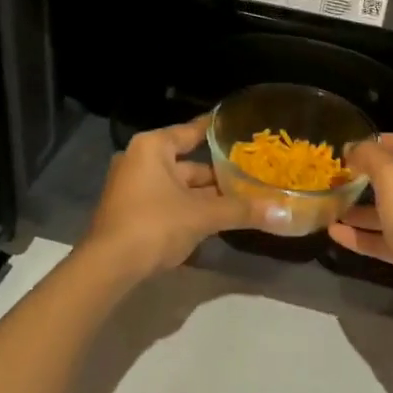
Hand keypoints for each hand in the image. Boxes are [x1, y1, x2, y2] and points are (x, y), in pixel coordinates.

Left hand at [83, 118, 252, 281]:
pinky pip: (169, 203)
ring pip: (179, 187)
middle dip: (218, 174)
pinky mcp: (132, 213)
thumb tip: (284, 214)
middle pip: (188, 163)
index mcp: (152, 148)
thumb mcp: (202, 215)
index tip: (236, 126)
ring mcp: (133, 188)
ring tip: (243, 198)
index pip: (190, 131)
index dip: (215, 130)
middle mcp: (140, 161)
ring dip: (206, 196)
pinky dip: (191, 209)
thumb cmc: (154, 224)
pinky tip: (217, 219)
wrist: (109, 267)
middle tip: (252, 174)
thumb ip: (241, 210)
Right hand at [328, 134, 392, 335]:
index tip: (369, 143)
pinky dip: (363, 236)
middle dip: (371, 179)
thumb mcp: (392, 179)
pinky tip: (336, 234)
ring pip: (392, 214)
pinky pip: (387, 241)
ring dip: (362, 211)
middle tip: (345, 177)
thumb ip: (372, 157)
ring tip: (333, 208)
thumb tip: (355, 148)